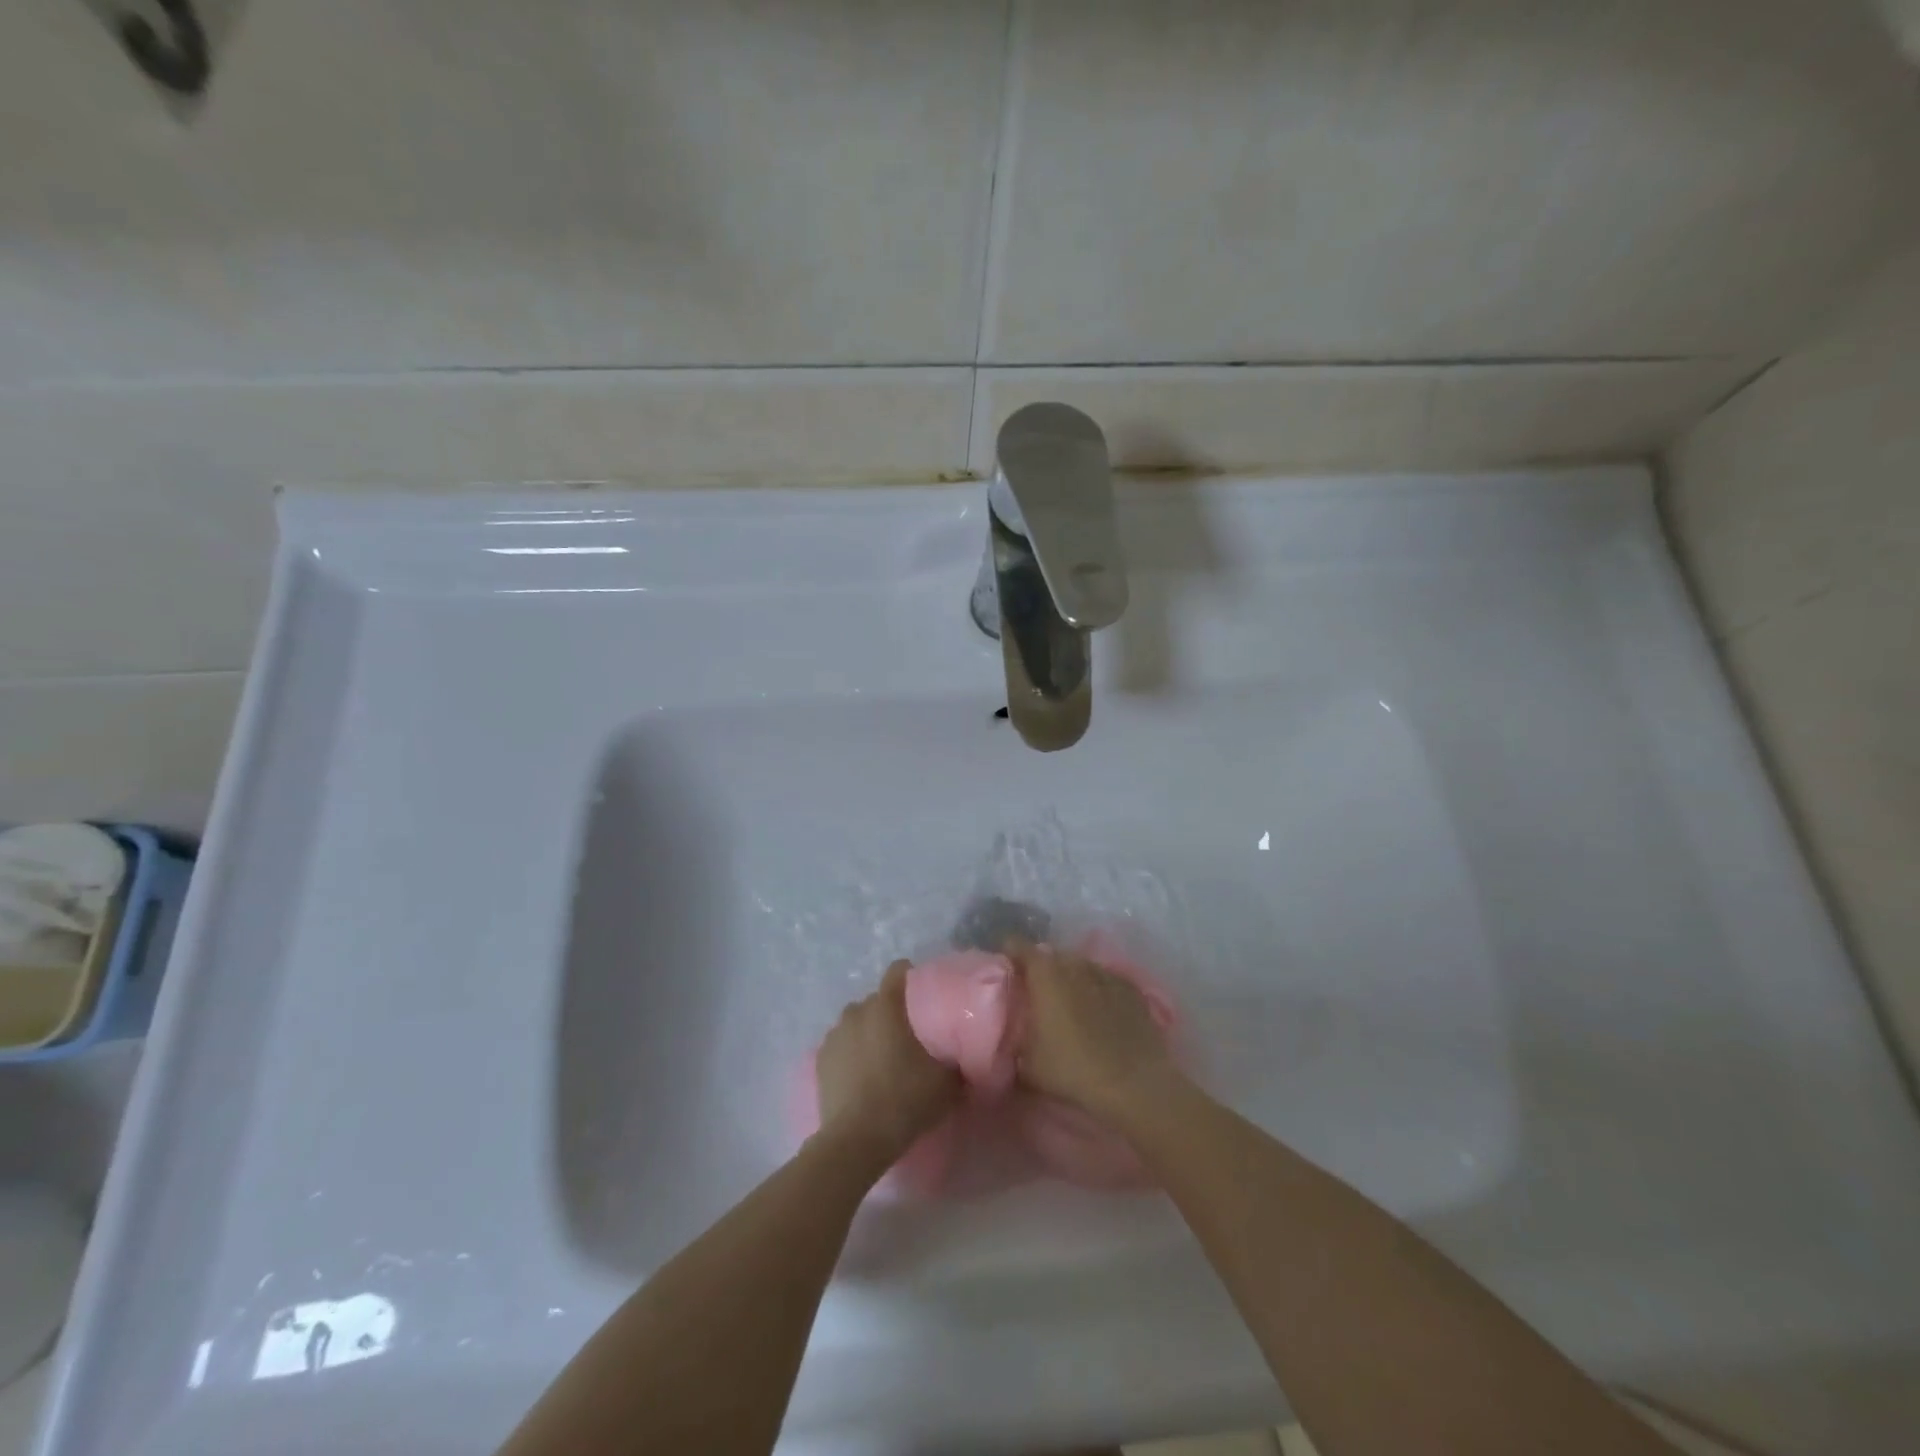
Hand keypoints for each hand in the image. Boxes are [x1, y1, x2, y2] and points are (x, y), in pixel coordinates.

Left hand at [814, 960, 960, 1172]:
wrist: (857, 1141)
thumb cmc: (905, 1100)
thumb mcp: (947, 1083)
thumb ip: (956, 1061)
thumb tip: (963, 1055)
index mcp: (886, 1006)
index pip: (898, 971)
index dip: (912, 978)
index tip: (924, 997)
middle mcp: (857, 1010)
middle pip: (877, 999)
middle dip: (891, 1011)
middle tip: (909, 1037)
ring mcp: (835, 1034)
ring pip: (857, 1021)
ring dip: (869, 1031)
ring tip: (883, 1058)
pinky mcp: (819, 1059)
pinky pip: (841, 1045)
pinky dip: (851, 1053)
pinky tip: (861, 1076)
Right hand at [1009, 940, 1177, 1121]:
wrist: (1135, 1083)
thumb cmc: (1073, 1069)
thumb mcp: (1028, 1065)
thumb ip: (1014, 1041)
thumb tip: (1008, 1037)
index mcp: (1044, 973)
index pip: (1017, 945)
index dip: (1008, 954)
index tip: (1004, 972)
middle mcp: (1074, 963)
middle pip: (1050, 955)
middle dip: (1040, 969)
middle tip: (1035, 995)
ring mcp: (1105, 972)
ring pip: (1079, 966)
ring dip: (1070, 978)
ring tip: (1068, 1004)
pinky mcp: (1131, 988)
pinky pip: (1104, 980)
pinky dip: (1096, 990)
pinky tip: (1099, 1013)